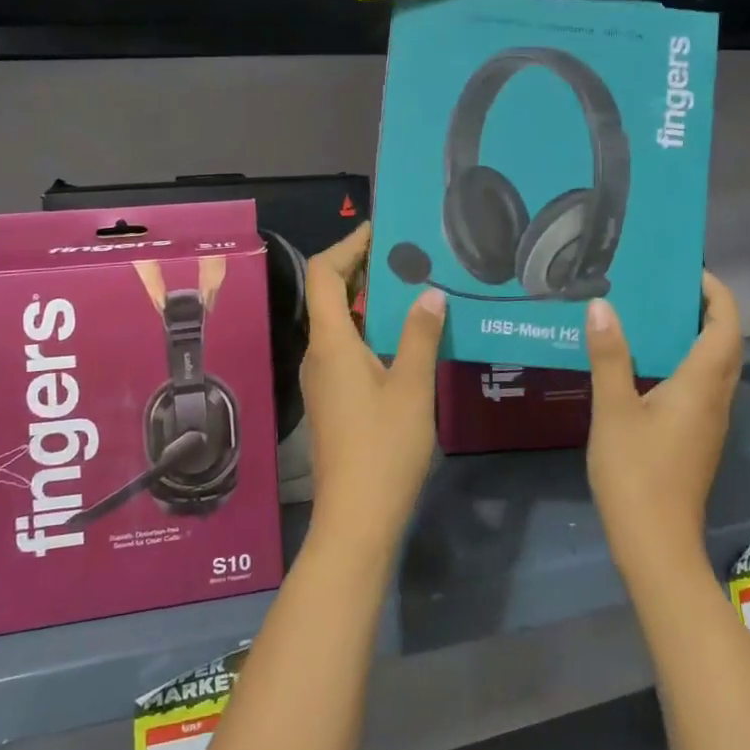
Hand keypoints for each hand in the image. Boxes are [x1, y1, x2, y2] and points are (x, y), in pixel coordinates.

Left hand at [299, 223, 444, 556]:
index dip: (348, 245)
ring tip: (413, 285)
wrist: (357, 518)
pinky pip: (348, 345)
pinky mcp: (334, 397)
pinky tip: (408, 333)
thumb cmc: (384, 449)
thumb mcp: (412, 387)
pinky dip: (372, 328)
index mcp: (330, 342)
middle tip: (407, 254)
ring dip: (370, 299)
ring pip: (340, 321)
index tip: (381, 231)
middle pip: (329, 293)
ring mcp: (323, 377)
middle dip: (363, 267)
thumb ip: (420, 335)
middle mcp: (319, 352)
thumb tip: (430, 292)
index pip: (324, 274)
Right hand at [584, 272, 742, 580]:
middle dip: (708, 310)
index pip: (726, 328)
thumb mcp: (614, 410)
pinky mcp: (696, 439)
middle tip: (669, 286)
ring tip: (655, 314)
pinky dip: (684, 361)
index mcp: (702, 386)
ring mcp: (709, 422)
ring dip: (697, 336)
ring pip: (715, 367)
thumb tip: (602, 305)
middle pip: (726, 345)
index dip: (718, 295)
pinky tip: (646, 364)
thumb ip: (609, 356)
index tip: (691, 270)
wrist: (655, 543)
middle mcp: (715, 400)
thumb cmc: (636, 473)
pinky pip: (700, 386)